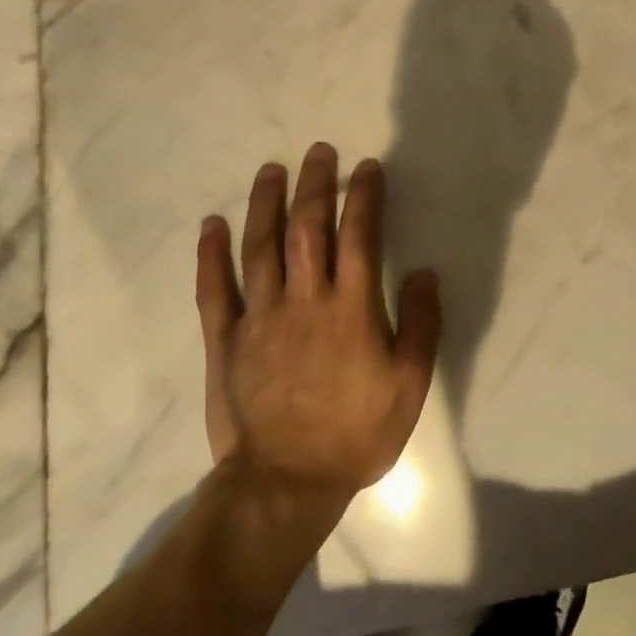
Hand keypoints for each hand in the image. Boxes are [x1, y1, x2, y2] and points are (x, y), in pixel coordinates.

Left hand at [196, 144, 439, 502]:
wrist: (287, 483)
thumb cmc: (357, 433)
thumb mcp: (410, 384)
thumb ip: (422, 324)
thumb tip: (424, 272)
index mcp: (351, 308)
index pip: (359, 235)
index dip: (364, 196)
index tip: (368, 167)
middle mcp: (304, 299)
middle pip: (308, 228)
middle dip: (315, 185)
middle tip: (319, 152)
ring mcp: (260, 316)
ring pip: (260, 246)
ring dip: (265, 203)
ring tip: (272, 170)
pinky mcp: (226, 339)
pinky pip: (214, 288)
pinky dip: (210, 254)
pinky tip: (210, 225)